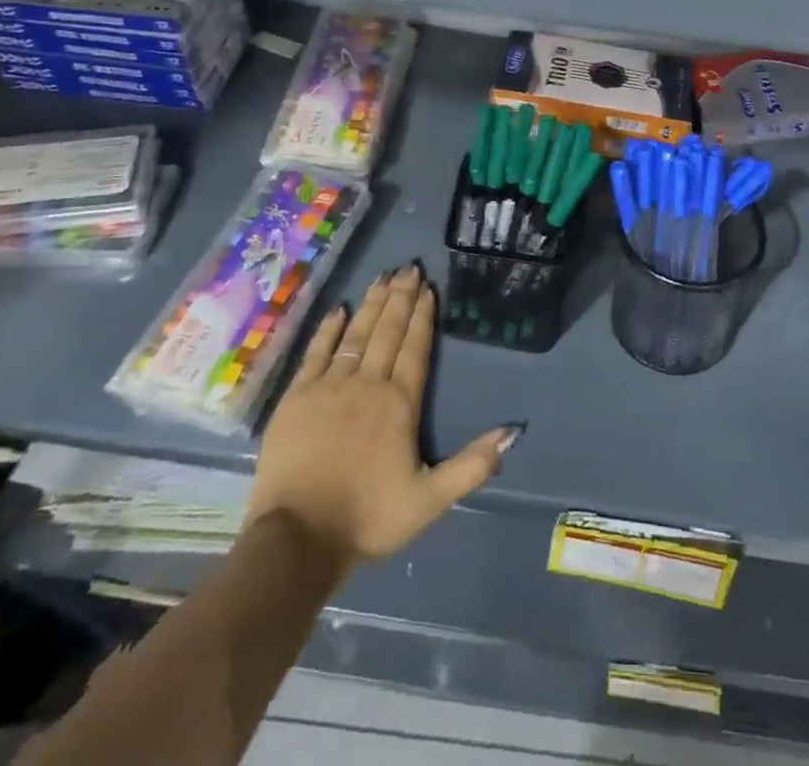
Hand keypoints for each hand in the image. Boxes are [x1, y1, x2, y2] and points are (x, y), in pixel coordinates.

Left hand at [248, 261, 522, 562]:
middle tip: (408, 267)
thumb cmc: (367, 519)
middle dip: (400, 298)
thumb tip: (513, 431)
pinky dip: (328, 329)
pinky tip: (339, 309)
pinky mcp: (296, 398)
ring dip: (371, 305)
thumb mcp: (430, 501)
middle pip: (387, 332)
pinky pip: (316, 353)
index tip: (428, 288)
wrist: (296, 540)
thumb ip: (472, 465)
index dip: (422, 316)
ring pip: (356, 335)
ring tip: (382, 277)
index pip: (414, 349)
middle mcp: (367, 385)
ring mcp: (328, 388)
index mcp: (399, 404)